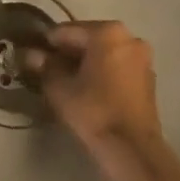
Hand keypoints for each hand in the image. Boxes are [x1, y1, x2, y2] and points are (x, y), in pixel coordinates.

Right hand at [22, 21, 162, 161]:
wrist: (133, 149)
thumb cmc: (94, 112)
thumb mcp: (60, 89)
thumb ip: (44, 67)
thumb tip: (31, 54)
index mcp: (107, 32)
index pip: (66, 31)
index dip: (47, 45)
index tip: (33, 57)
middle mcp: (128, 37)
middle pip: (88, 40)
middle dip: (67, 53)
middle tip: (48, 72)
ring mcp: (142, 57)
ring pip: (103, 53)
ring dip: (85, 63)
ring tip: (67, 83)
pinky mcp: (148, 77)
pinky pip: (117, 66)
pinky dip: (102, 72)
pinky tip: (89, 91)